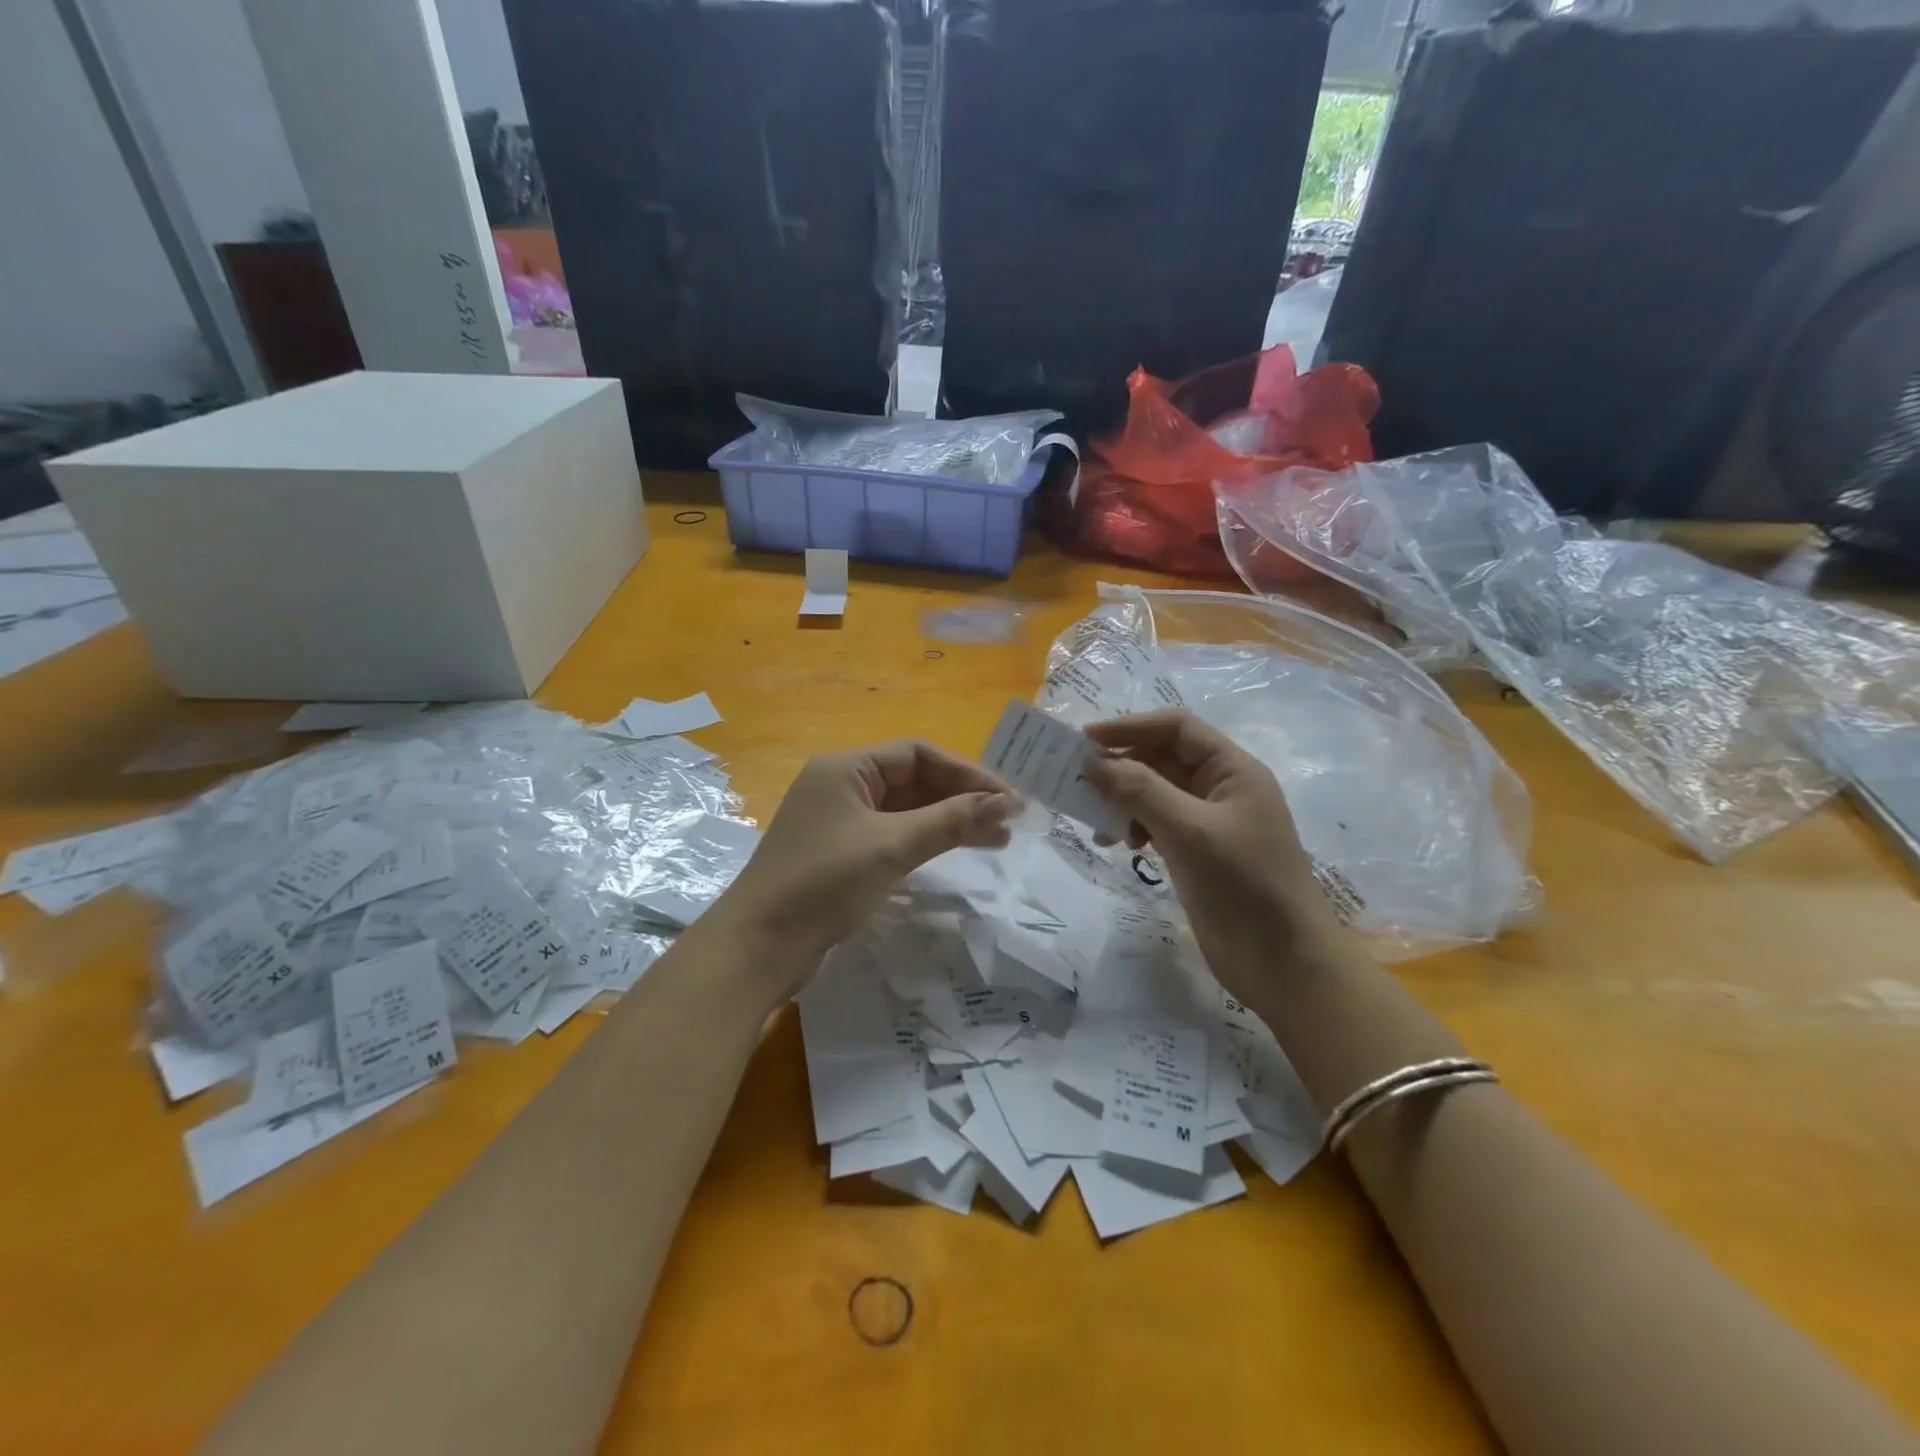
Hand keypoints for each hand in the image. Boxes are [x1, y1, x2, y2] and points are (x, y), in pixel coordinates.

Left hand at [716, 740, 1018, 977]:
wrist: (759, 948)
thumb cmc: (824, 883)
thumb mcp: (892, 846)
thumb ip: (951, 820)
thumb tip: (1007, 802)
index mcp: (846, 768)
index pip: (918, 754)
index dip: (966, 773)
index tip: (1007, 798)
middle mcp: (843, 786)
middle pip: (914, 781)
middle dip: (962, 798)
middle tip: (1009, 821)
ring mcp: (840, 822)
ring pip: (906, 811)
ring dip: (949, 822)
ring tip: (997, 840)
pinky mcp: (842, 855)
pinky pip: (893, 836)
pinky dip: (925, 841)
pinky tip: (955, 852)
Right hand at [1081, 710, 1341, 982]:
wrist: (1283, 963)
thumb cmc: (1243, 885)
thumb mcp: (1189, 831)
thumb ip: (1139, 790)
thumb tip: (1092, 761)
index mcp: (1233, 770)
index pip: (1177, 728)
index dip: (1131, 727)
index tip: (1086, 740)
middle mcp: (1220, 789)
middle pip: (1163, 759)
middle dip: (1122, 766)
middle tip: (1077, 781)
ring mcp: (1208, 823)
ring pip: (1155, 793)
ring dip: (1123, 800)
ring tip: (1096, 822)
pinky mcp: (1196, 854)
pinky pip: (1156, 824)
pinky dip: (1133, 827)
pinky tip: (1118, 845)